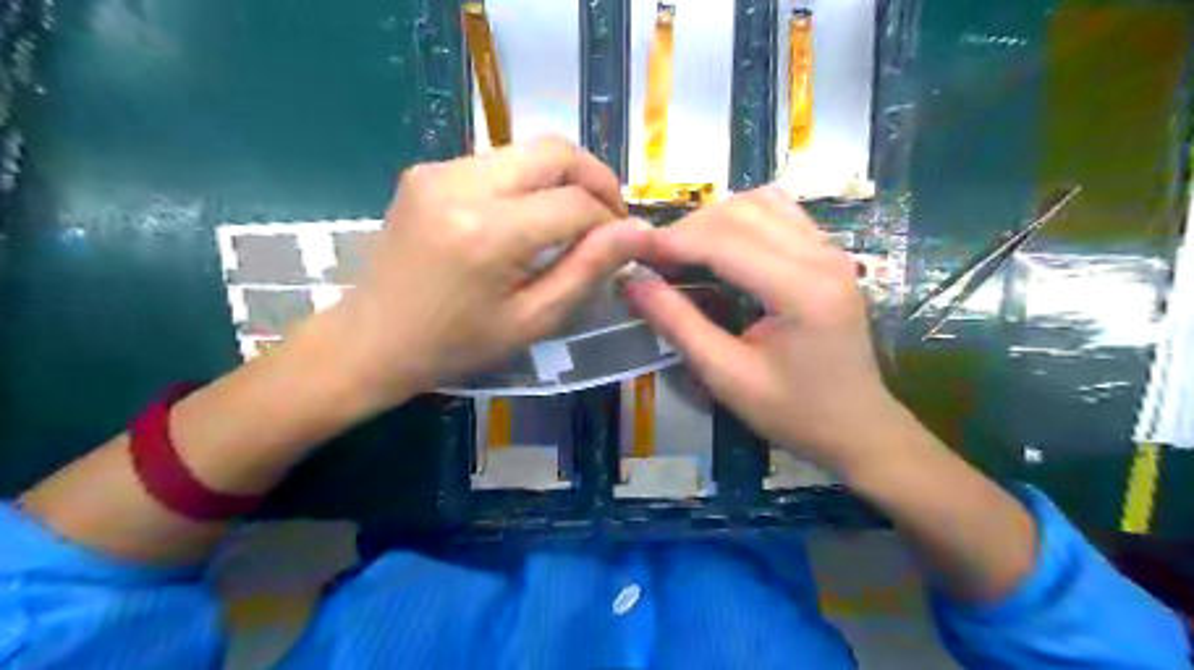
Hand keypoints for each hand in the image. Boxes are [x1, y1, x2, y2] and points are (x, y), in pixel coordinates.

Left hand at [326, 137, 650, 407]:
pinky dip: (527, 182)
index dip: (609, 220)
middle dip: (595, 178)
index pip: (575, 202)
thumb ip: (587, 270)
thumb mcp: (532, 320)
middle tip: (608, 217)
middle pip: (554, 151)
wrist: (372, 340)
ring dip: (562, 179)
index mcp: (488, 233)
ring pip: (527, 150)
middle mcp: (461, 184)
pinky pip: (497, 162)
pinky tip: (527, 218)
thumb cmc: (456, 345)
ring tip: (573, 220)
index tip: (620, 244)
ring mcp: (438, 170)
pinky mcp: (427, 170)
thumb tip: (638, 232)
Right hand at [628, 186, 899, 471]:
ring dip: (715, 219)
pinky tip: (723, 247)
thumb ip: (679, 325)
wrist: (857, 426)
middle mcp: (821, 256)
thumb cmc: (793, 412)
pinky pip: (780, 213)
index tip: (632, 253)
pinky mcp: (829, 253)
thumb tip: (633, 283)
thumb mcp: (727, 377)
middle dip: (689, 229)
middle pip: (741, 213)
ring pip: (760, 203)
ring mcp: (830, 250)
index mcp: (800, 290)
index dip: (672, 241)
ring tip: (685, 252)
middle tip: (654, 259)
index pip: (724, 241)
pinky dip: (742, 219)